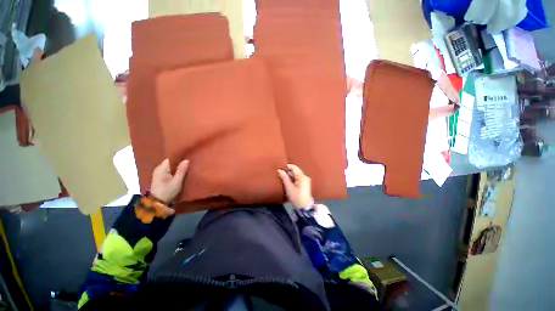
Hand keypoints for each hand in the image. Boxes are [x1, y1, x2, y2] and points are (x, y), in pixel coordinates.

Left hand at [150, 159, 188, 202]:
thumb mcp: (177, 181)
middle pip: (171, 162)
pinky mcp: (160, 178)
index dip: (180, 157)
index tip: (188, 156)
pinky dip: (175, 170)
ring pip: (170, 166)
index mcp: (161, 168)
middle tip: (190, 161)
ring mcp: (159, 173)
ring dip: (178, 166)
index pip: (171, 158)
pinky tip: (181, 172)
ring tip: (187, 166)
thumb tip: (187, 160)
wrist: (158, 203)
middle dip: (179, 162)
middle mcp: (159, 168)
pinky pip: (169, 170)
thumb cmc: (167, 191)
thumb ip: (182, 170)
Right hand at [278, 164, 312, 208]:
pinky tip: (287, 182)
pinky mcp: (305, 184)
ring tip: (282, 177)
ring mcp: (305, 180)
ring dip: (290, 175)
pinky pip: (297, 178)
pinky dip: (292, 179)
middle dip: (288, 171)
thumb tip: (280, 170)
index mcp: (302, 176)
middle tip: (280, 173)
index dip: (287, 166)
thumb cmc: (296, 197)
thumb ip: (284, 178)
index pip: (294, 167)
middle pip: (295, 171)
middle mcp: (305, 177)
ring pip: (296, 175)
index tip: (280, 168)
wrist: (304, 207)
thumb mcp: (289, 187)